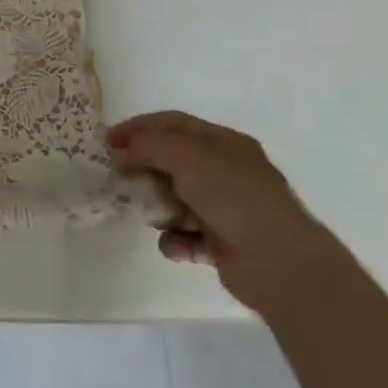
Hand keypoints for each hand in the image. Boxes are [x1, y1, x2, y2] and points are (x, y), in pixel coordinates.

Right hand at [108, 111, 337, 310]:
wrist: (280, 264)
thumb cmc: (234, 197)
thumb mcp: (186, 156)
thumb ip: (148, 146)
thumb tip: (121, 153)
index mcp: (223, 143)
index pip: (172, 124)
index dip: (138, 128)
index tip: (107, 141)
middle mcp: (225, 172)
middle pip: (171, 160)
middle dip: (143, 168)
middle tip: (116, 177)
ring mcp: (225, 208)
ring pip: (176, 199)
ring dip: (157, 207)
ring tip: (146, 215)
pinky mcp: (223, 244)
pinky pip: (186, 235)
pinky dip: (175, 239)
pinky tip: (175, 244)